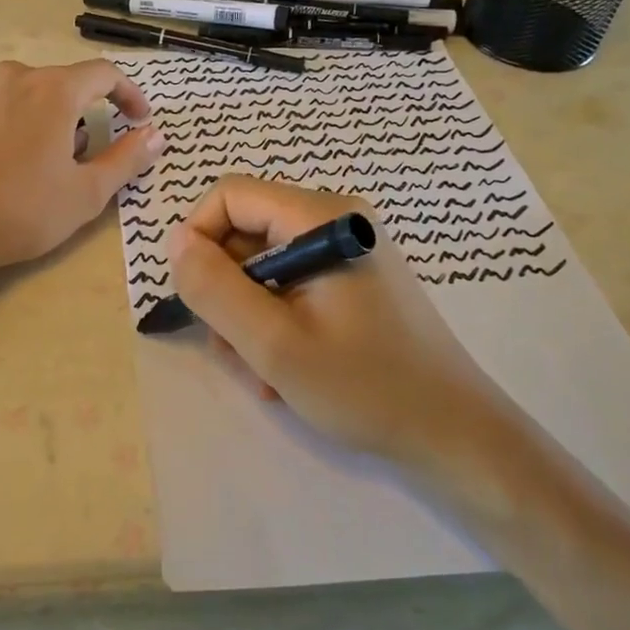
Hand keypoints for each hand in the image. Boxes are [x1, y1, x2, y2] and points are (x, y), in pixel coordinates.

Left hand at [0, 60, 162, 289]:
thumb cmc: (21, 213)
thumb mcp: (87, 193)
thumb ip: (127, 158)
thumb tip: (156, 134)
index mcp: (53, 90)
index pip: (104, 74)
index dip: (128, 94)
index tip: (137, 118)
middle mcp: (13, 74)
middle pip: (60, 86)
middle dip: (76, 118)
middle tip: (73, 163)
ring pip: (21, 94)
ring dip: (37, 119)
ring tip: (28, 165)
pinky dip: (1, 122)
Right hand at [167, 176, 519, 472]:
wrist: (454, 434)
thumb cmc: (366, 386)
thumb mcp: (273, 343)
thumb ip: (214, 288)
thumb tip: (175, 240)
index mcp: (321, 217)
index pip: (229, 195)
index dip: (198, 239)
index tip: (195, 298)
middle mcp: (334, 220)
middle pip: (244, 233)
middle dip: (226, 293)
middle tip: (237, 352)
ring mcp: (345, 251)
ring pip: (260, 266)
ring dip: (247, 318)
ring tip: (266, 372)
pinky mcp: (351, 280)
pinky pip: (287, 286)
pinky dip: (274, 323)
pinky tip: (287, 369)